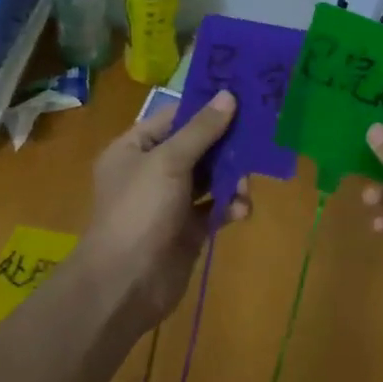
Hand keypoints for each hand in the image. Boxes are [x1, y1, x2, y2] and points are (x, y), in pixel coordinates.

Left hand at [82, 92, 250, 325]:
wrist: (124, 286)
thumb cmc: (139, 211)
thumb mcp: (169, 162)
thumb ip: (201, 130)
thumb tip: (228, 95)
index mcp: (134, 148)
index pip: (175, 117)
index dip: (206, 108)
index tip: (243, 98)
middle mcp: (152, 170)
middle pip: (197, 146)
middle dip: (227, 146)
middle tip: (257, 139)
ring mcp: (170, 201)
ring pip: (210, 177)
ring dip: (232, 178)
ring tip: (245, 185)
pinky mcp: (188, 229)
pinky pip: (215, 208)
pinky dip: (230, 206)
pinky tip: (241, 210)